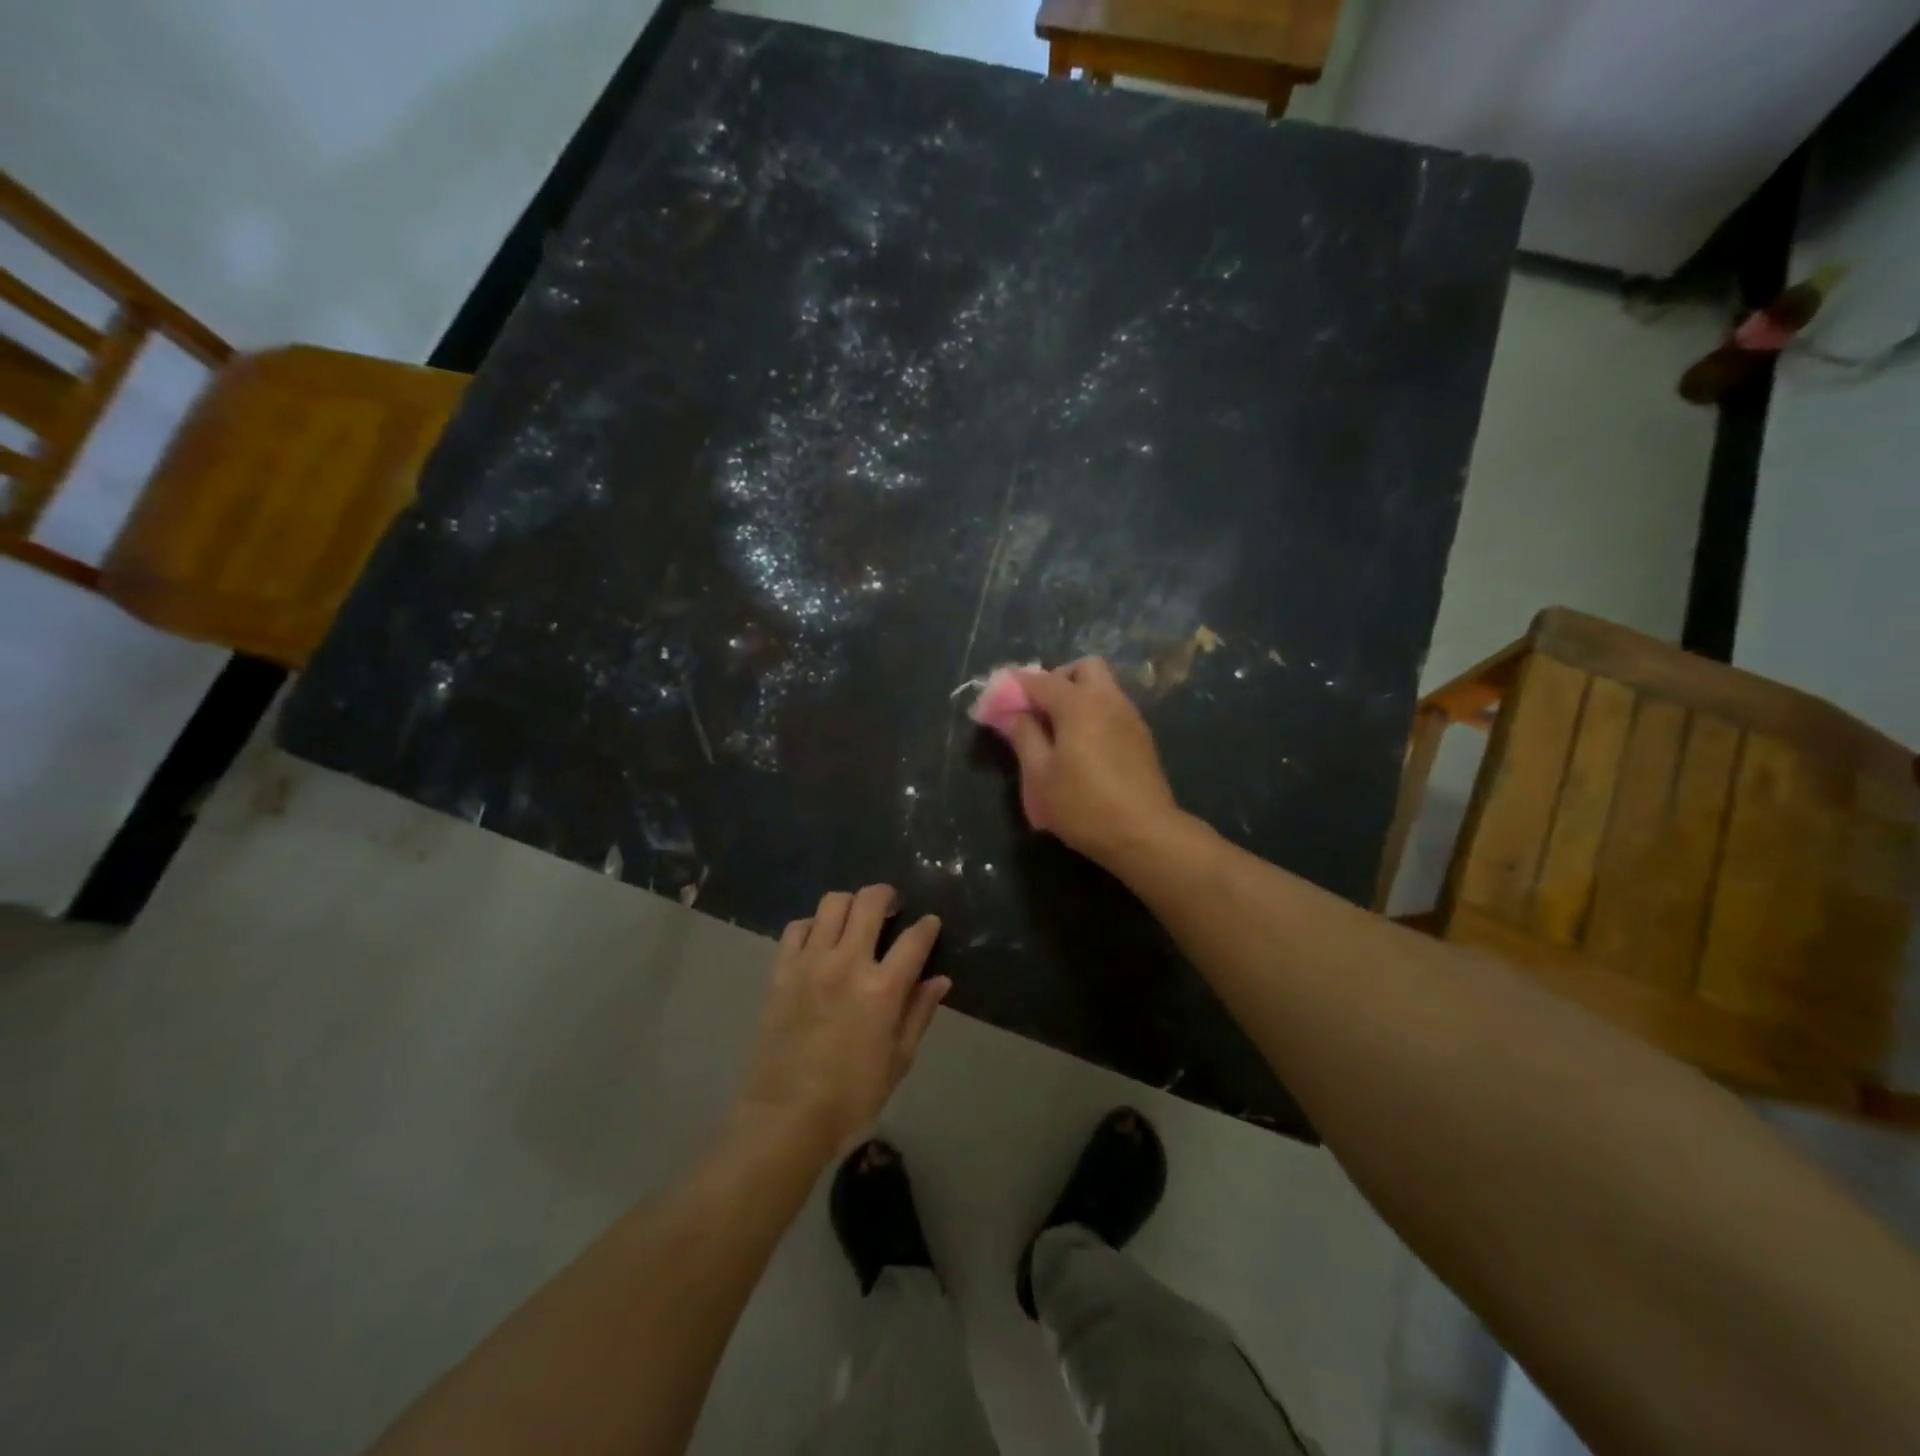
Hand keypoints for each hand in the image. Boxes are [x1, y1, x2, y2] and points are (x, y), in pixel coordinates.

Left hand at [735, 886, 946, 1158]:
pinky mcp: (781, 971)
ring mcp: (810, 963)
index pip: (914, 939)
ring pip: (831, 904)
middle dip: (886, 896)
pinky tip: (819, 939)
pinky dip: (812, 925)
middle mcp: (847, 964)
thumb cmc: (851, 1096)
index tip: (930, 923)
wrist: (786, 1117)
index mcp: (882, 989)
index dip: (927, 926)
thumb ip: (919, 1013)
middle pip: (869, 903)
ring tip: (854, 918)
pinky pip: (797, 928)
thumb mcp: (898, 1060)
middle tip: (891, 906)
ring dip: (849, 904)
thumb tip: (940, 980)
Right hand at [1004, 658, 1184, 866]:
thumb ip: (1023, 736)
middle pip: (1083, 668)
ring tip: (1058, 732)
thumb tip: (1010, 714)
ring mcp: (1130, 717)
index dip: (1014, 687)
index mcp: (1079, 704)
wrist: (1144, 834)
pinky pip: (1114, 708)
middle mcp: (1108, 700)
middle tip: (1039, 710)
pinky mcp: (1142, 737)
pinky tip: (1083, 747)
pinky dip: (1095, 713)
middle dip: (1057, 679)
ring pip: (1103, 687)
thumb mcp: (1040, 775)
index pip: (1039, 680)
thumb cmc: (1083, 805)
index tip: (997, 702)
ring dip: (1078, 696)